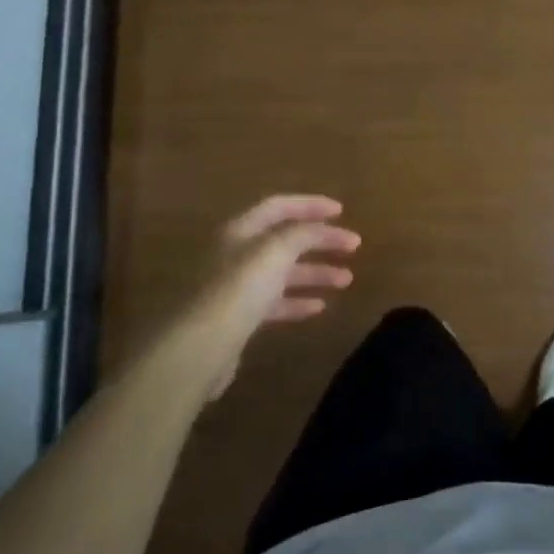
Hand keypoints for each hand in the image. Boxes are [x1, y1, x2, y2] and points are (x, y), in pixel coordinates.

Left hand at [187, 195, 360, 398]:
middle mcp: (235, 254)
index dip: (310, 205)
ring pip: (282, 272)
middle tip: (353, 246)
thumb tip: (319, 228)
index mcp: (240, 231)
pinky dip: (297, 301)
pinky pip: (274, 303)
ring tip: (347, 279)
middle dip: (320, 241)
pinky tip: (319, 307)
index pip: (279, 207)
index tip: (341, 211)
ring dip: (315, 272)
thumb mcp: (276, 251)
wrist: (199, 347)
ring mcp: (234, 288)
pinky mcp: (236, 319)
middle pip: (284, 240)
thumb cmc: (238, 290)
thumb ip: (302, 234)